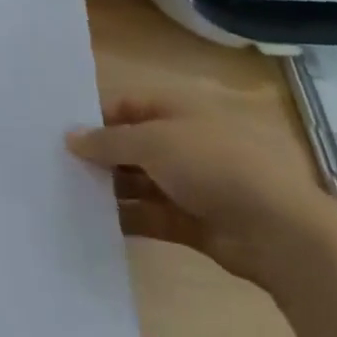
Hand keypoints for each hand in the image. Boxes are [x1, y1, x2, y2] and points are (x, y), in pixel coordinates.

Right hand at [67, 93, 336, 284]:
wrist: (279, 230)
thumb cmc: (213, 164)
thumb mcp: (154, 142)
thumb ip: (109, 141)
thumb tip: (70, 136)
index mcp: (178, 109)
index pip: (128, 106)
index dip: (97, 117)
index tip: (62, 134)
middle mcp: (183, 141)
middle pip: (133, 144)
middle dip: (100, 155)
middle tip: (58, 167)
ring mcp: (191, 183)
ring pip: (140, 181)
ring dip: (111, 188)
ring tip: (69, 196)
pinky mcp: (195, 222)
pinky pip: (153, 215)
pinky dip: (129, 218)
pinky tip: (97, 223)